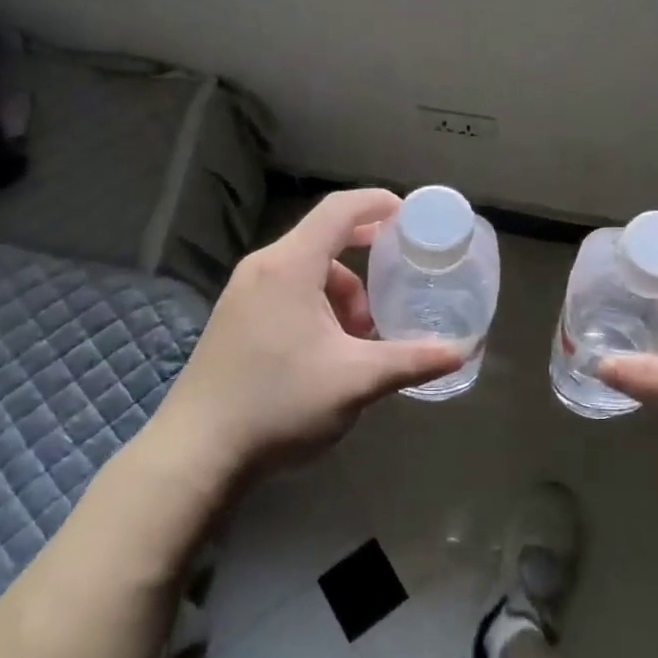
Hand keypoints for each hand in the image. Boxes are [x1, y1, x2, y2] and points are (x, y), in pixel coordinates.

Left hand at [146, 189, 466, 482]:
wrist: (195, 454)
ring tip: (362, 335)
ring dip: (342, 291)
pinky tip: (329, 349)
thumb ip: (412, 360)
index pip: (340, 210)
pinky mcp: (235, 317)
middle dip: (367, 254)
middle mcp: (263, 267)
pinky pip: (287, 289)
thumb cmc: (279, 404)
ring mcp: (243, 292)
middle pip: (325, 238)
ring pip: (307, 269)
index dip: (379, 203)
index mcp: (290, 266)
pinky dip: (318, 304)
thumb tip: (463, 351)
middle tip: (400, 272)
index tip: (412, 216)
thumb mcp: (356, 380)